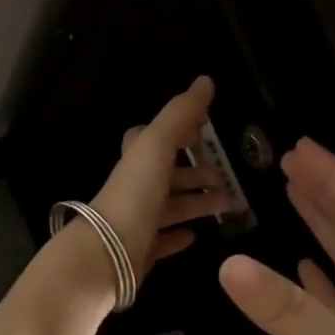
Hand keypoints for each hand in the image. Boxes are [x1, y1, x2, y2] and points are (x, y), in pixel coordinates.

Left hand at [86, 77, 230, 278]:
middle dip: (196, 173)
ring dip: (197, 203)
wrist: (106, 254)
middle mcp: (135, 188)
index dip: (178, 132)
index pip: (155, 139)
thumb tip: (205, 80)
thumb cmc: (134, 195)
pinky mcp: (141, 252)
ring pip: (171, 208)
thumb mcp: (157, 145)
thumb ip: (180, 114)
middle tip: (227, 177)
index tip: (205, 132)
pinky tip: (195, 236)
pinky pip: (162, 241)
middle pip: (168, 176)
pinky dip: (178, 236)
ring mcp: (137, 221)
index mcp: (137, 161)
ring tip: (228, 206)